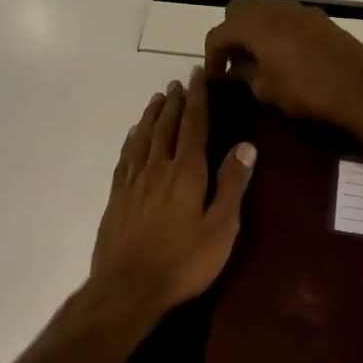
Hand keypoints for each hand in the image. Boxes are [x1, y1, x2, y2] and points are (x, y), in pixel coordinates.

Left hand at [89, 68, 256, 318]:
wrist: (128, 286)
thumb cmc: (183, 262)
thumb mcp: (221, 228)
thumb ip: (232, 185)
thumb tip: (246, 145)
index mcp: (186, 172)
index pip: (193, 125)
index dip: (197, 99)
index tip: (197, 75)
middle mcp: (157, 167)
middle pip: (167, 126)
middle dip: (175, 102)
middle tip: (179, 82)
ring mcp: (133, 181)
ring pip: (143, 137)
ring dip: (152, 115)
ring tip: (158, 98)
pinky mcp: (117, 196)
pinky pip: (125, 156)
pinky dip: (132, 138)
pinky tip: (134, 134)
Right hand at [203, 0, 362, 128]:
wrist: (360, 88)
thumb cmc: (306, 91)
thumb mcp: (266, 90)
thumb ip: (245, 75)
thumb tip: (238, 69)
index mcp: (254, 25)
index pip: (218, 33)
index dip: (211, 56)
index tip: (215, 78)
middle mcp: (274, 9)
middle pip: (239, 11)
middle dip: (231, 34)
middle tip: (234, 61)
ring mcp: (299, 11)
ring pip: (265, 11)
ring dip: (256, 31)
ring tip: (259, 60)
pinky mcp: (320, 19)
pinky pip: (287, 19)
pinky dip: (278, 32)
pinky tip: (286, 57)